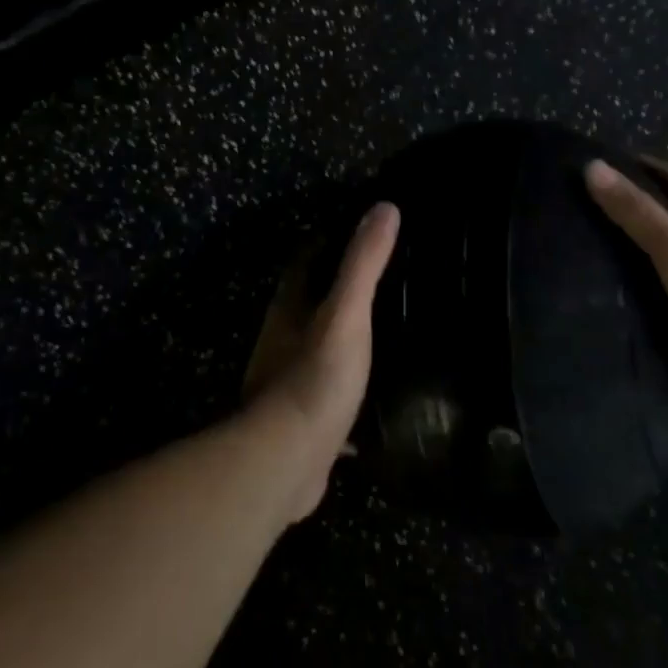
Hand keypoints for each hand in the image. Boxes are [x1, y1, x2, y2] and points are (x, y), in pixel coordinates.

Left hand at [243, 202, 400, 519]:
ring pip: (317, 349)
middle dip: (337, 291)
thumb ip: (364, 264)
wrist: (287, 460)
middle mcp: (282, 341)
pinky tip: (377, 399)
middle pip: (309, 305)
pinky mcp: (303, 422)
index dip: (326, 243)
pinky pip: (329, 396)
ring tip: (384, 332)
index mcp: (289, 310)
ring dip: (341, 339)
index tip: (357, 230)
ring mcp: (289, 383)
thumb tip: (385, 207)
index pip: (304, 263)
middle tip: (381, 281)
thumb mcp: (346, 314)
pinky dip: (348, 391)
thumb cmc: (315, 377)